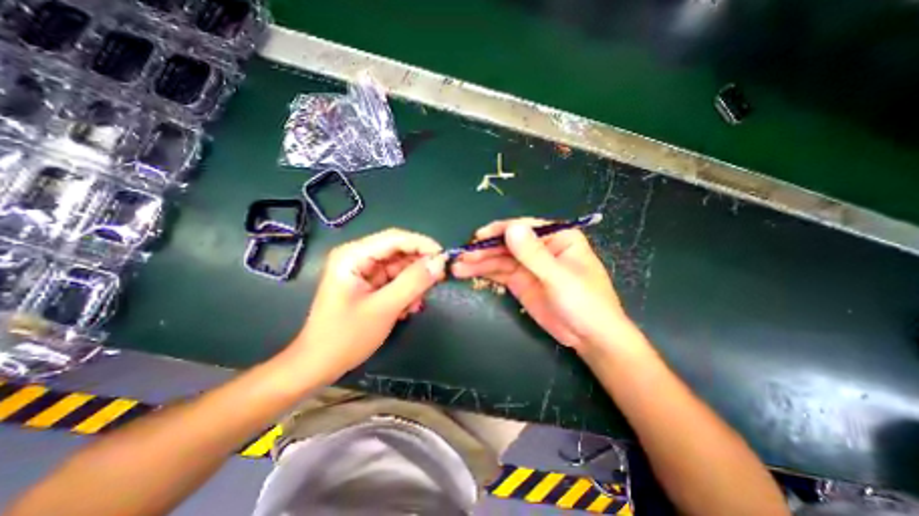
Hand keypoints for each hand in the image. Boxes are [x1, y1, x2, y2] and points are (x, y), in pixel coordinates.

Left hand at [285, 227, 447, 383]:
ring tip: (416, 304)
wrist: (319, 365)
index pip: (395, 238)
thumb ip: (413, 282)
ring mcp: (364, 271)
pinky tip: (407, 308)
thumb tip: (440, 262)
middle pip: (399, 251)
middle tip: (437, 282)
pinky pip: (396, 280)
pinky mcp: (369, 284)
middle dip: (419, 267)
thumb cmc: (346, 337)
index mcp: (354, 255)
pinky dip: (406, 291)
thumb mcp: (384, 308)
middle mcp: (358, 257)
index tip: (445, 258)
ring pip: (400, 266)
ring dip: (413, 283)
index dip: (423, 244)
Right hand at [450, 218, 636, 354]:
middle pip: (507, 243)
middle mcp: (540, 247)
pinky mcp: (520, 281)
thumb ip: (533, 254)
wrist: (589, 338)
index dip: (499, 231)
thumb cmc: (585, 303)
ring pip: (499, 258)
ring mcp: (528, 265)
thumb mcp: (559, 278)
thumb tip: (511, 227)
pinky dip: (483, 272)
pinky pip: (499, 272)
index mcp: (557, 237)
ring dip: (478, 262)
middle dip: (484, 249)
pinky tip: (466, 273)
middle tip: (461, 256)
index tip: (478, 238)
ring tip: (457, 267)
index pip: (524, 227)